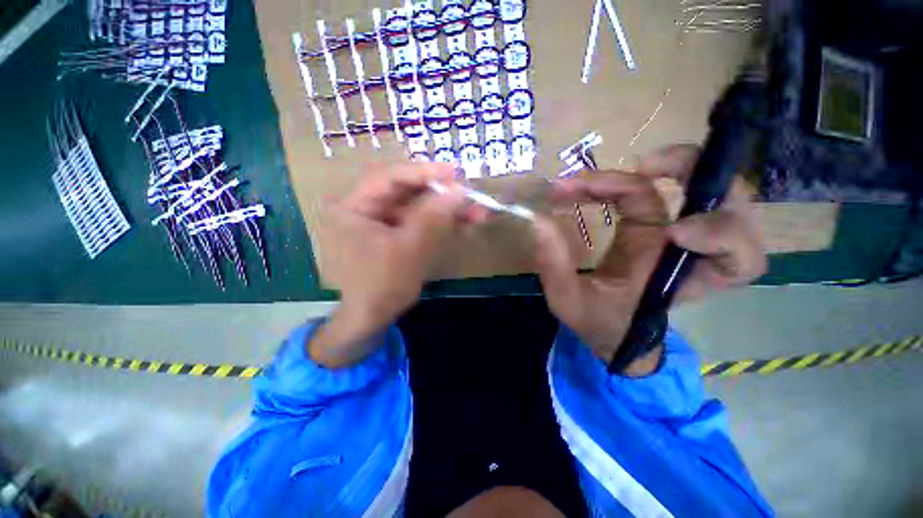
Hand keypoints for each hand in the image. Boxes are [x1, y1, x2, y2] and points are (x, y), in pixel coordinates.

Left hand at [310, 163, 474, 367]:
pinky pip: (420, 222)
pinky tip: (465, 225)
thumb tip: (460, 190)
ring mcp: (382, 221)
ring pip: (418, 207)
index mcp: (352, 207)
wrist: (372, 318)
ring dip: (448, 211)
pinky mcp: (396, 233)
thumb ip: (433, 217)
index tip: (455, 172)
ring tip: (478, 214)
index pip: (389, 177)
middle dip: (442, 196)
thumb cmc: (382, 286)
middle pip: (407, 191)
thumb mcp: (409, 250)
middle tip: (471, 196)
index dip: (424, 172)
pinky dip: (442, 224)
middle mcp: (365, 207)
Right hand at [533, 145, 765, 373]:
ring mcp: (671, 231)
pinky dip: (622, 181)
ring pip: (694, 184)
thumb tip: (539, 220)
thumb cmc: (597, 322)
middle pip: (728, 203)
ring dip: (656, 168)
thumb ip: (555, 265)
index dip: (719, 235)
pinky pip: (651, 190)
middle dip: (693, 173)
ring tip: (598, 177)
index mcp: (682, 280)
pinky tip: (589, 186)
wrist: (606, 326)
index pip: (736, 258)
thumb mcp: (569, 301)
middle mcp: (686, 251)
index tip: (670, 232)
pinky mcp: (651, 222)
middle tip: (643, 167)